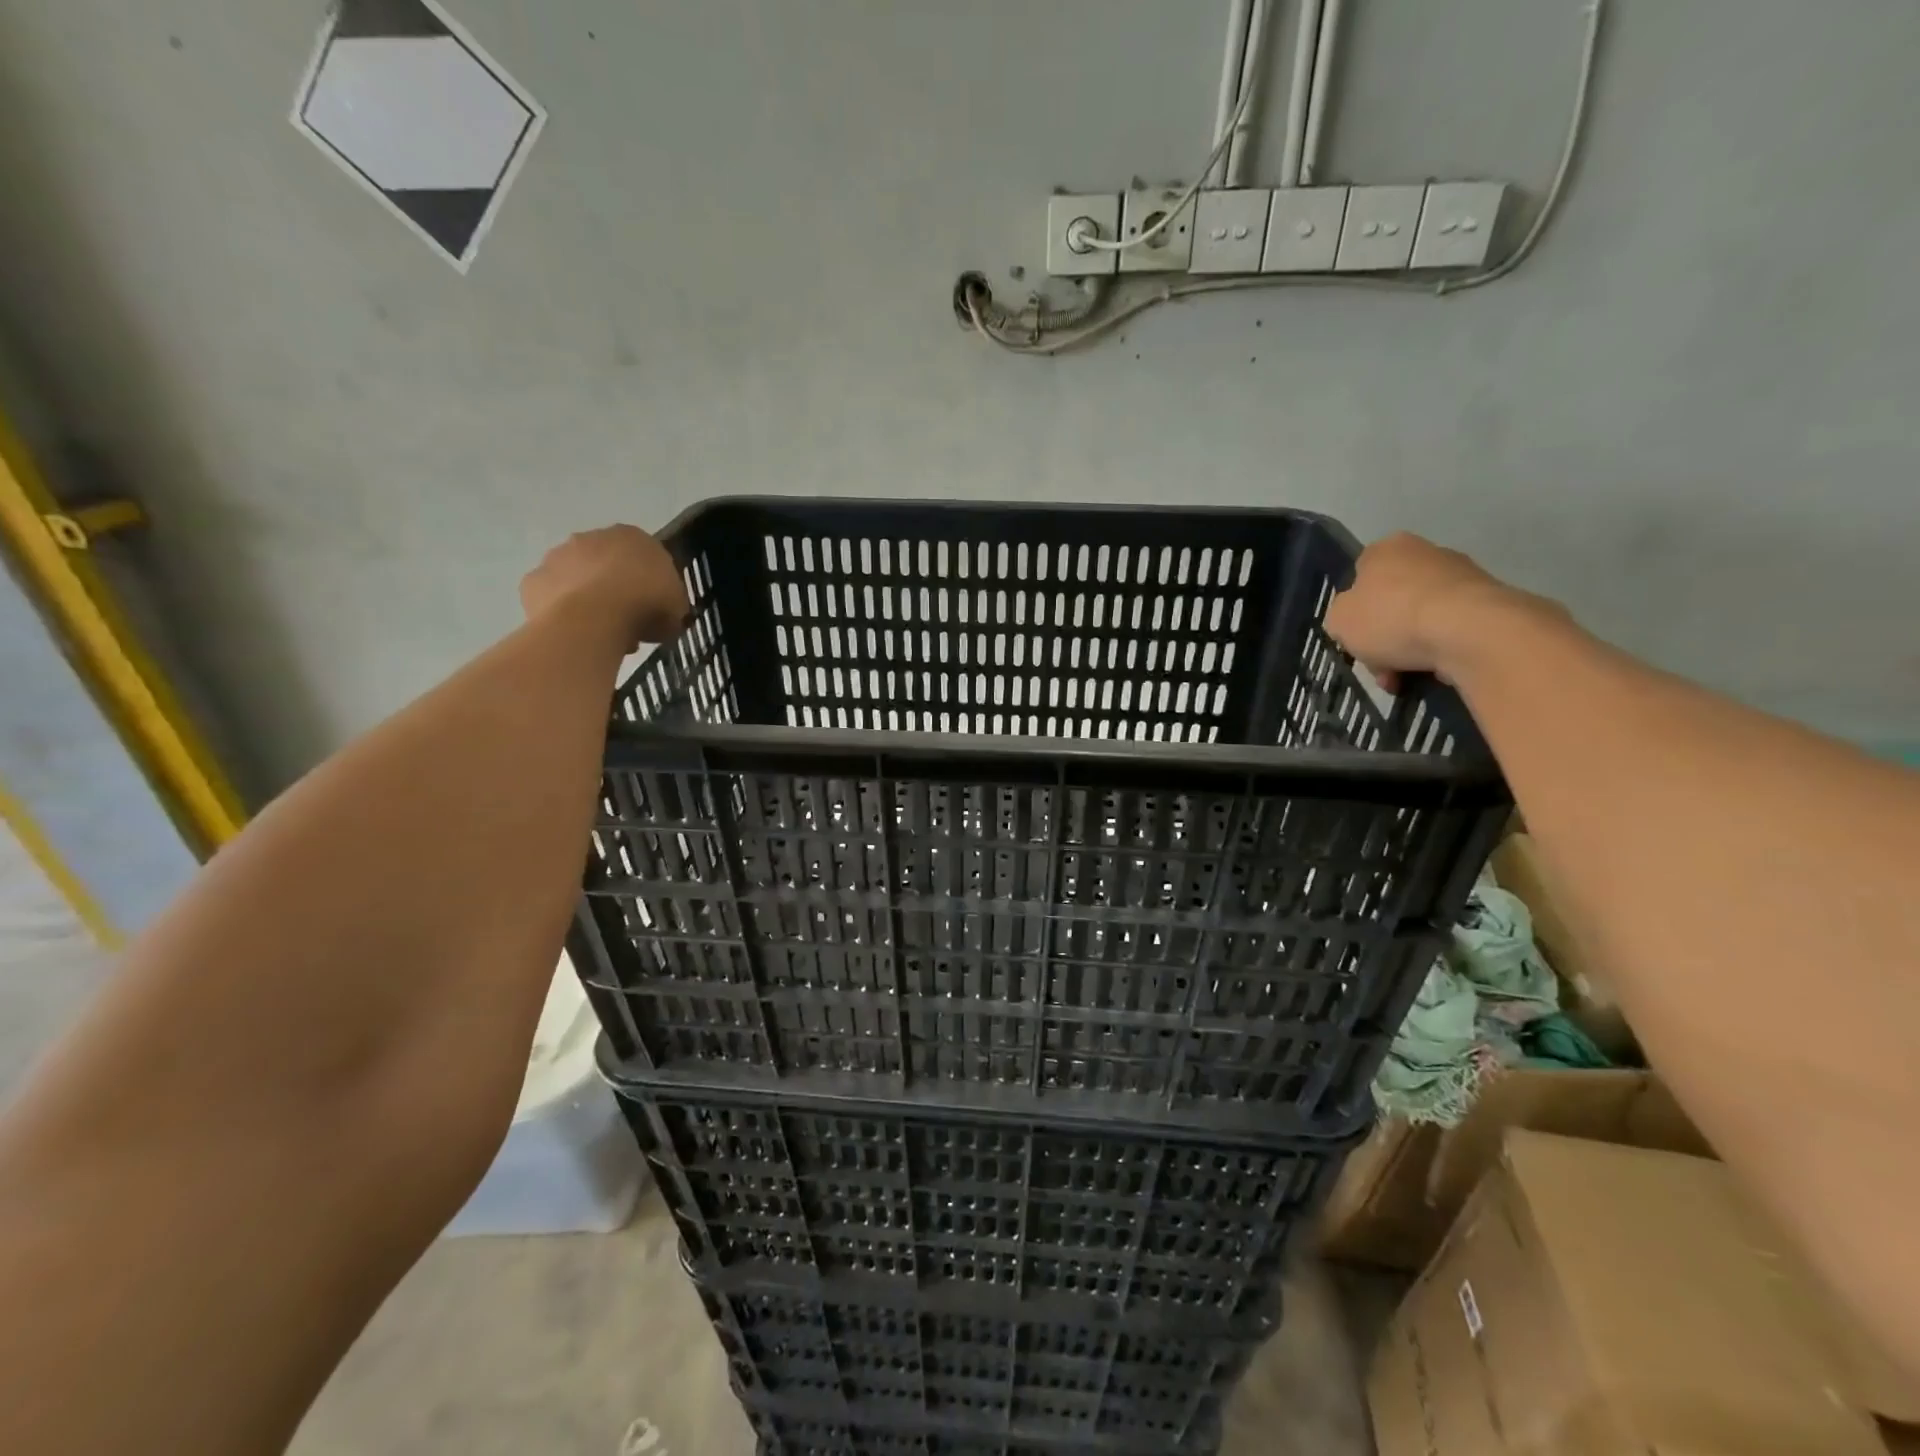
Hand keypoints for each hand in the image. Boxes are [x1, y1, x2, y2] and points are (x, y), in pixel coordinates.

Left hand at [520, 525, 689, 650]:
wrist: (595, 616)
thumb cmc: (645, 603)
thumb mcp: (676, 608)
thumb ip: (671, 604)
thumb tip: (666, 615)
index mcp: (632, 536)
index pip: (643, 555)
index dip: (649, 582)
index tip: (653, 606)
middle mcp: (591, 537)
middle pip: (605, 563)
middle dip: (614, 587)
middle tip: (626, 620)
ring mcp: (557, 557)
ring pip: (575, 578)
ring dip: (586, 598)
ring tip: (601, 633)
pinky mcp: (533, 581)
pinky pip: (552, 599)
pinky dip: (561, 613)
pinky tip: (575, 633)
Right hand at [1324, 533, 1508, 690]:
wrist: (1469, 631)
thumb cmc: (1391, 618)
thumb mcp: (1339, 621)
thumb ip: (1340, 617)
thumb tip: (1355, 620)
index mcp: (1385, 550)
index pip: (1360, 577)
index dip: (1354, 611)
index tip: (1356, 639)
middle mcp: (1424, 552)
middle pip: (1391, 601)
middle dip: (1383, 637)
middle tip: (1380, 668)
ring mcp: (1462, 574)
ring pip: (1420, 618)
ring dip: (1410, 648)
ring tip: (1406, 679)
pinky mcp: (1490, 600)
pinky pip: (1452, 629)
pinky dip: (1440, 649)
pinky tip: (1436, 670)